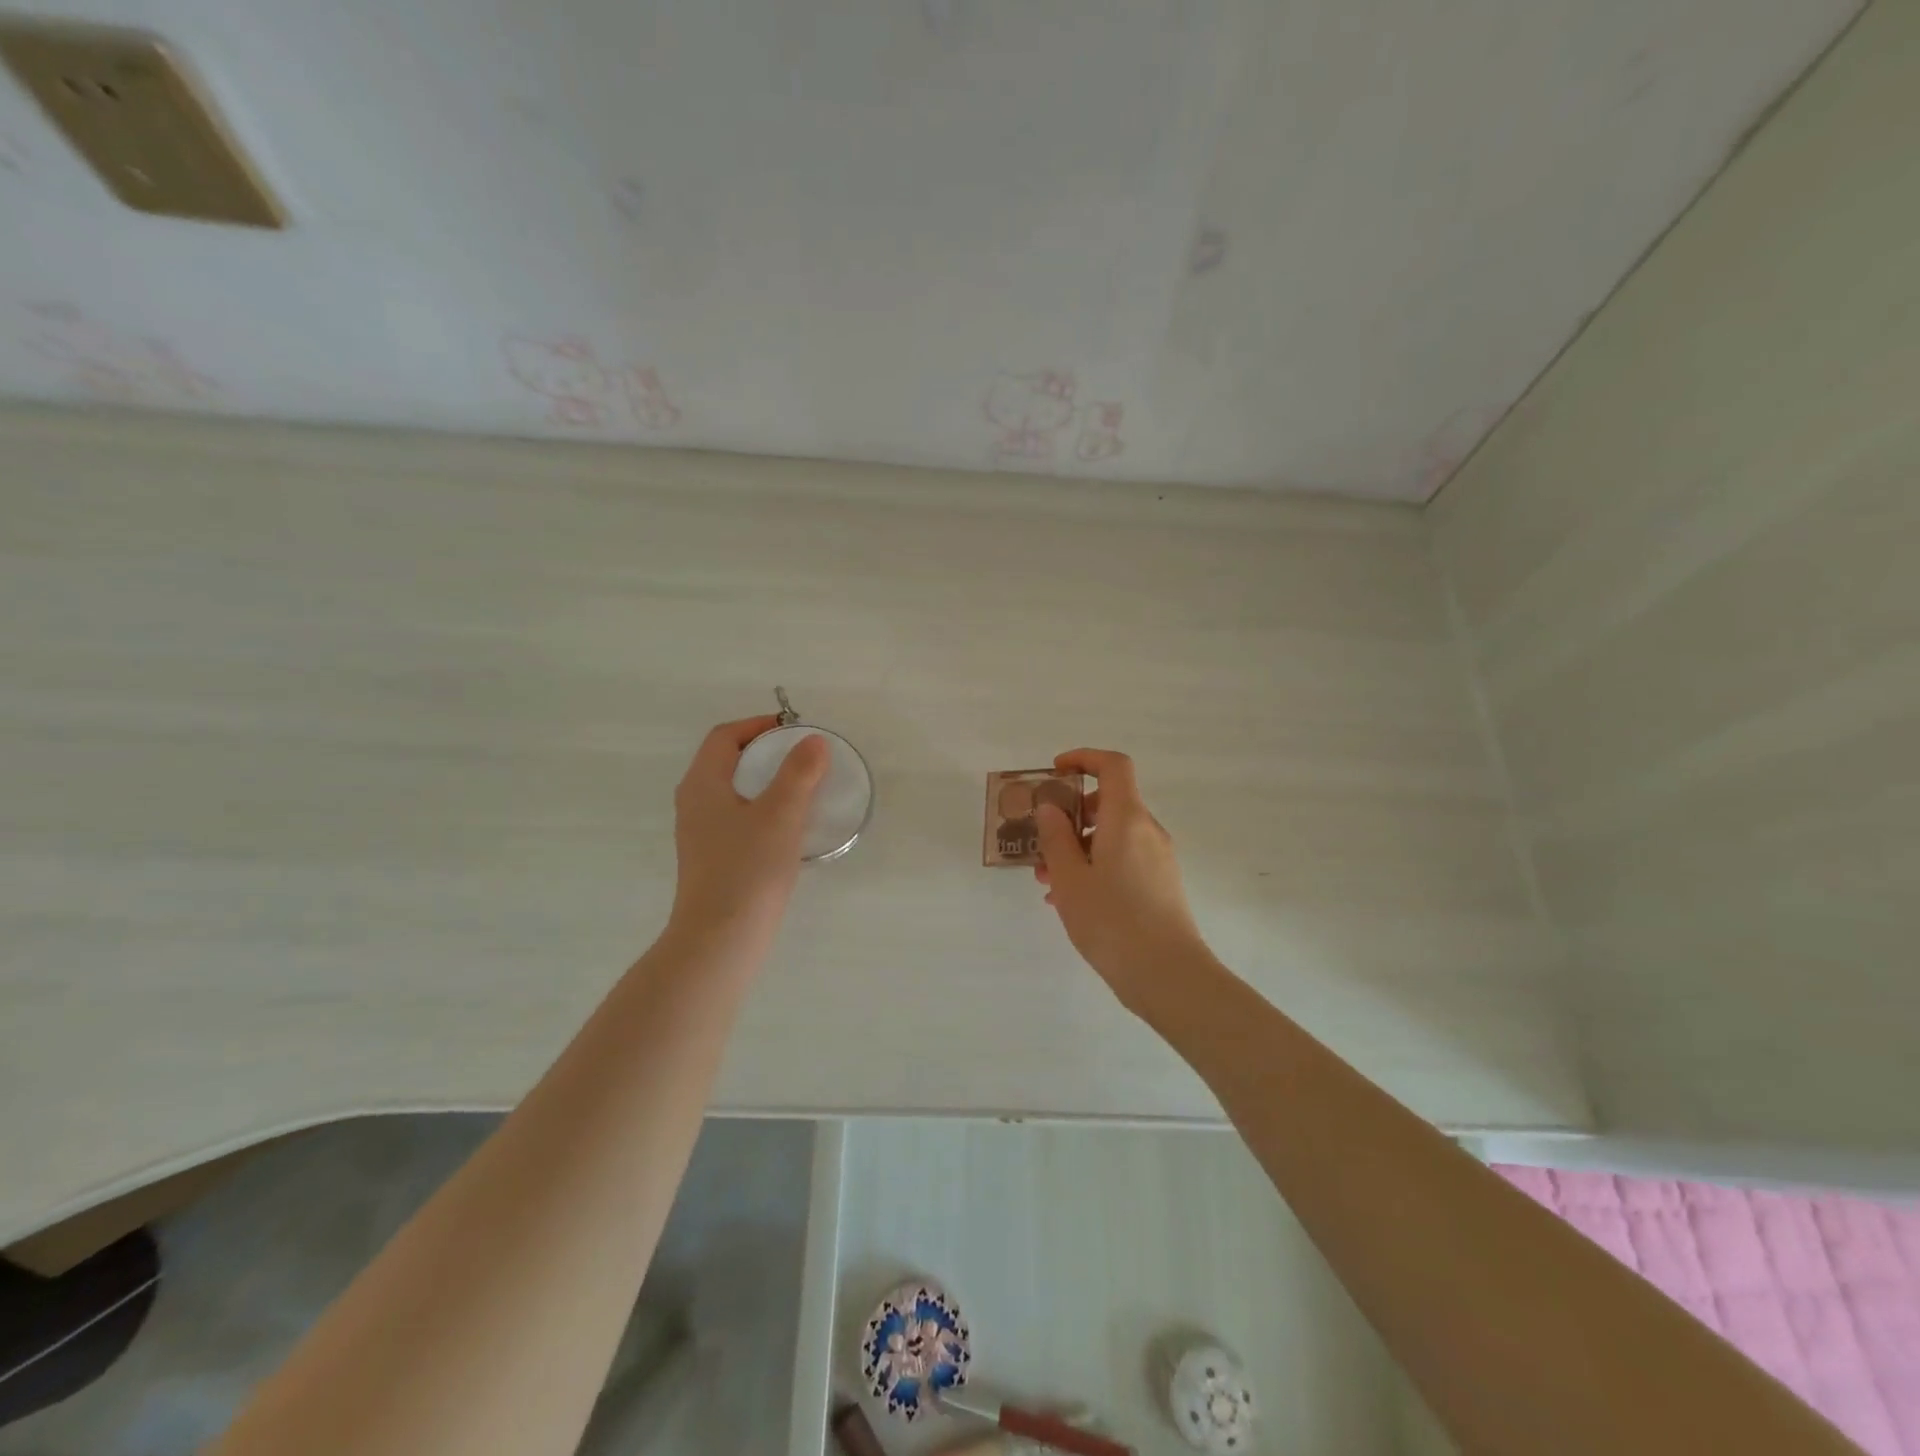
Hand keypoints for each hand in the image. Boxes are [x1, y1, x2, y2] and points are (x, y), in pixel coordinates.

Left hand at [668, 716, 827, 944]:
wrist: (720, 939)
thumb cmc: (748, 868)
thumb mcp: (780, 814)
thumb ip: (799, 772)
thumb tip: (813, 742)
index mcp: (702, 784)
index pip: (725, 737)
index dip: (758, 726)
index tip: (794, 731)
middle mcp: (694, 804)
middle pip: (728, 762)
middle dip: (767, 753)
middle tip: (804, 758)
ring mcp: (701, 834)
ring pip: (735, 793)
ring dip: (767, 784)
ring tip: (803, 790)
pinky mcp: (713, 859)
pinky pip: (739, 819)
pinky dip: (764, 811)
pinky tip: (789, 829)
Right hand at [1034, 748, 1211, 1011]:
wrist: (1167, 975)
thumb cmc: (1112, 920)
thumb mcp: (1070, 878)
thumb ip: (1056, 838)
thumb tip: (1052, 808)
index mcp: (1127, 818)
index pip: (1113, 766)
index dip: (1084, 758)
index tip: (1056, 771)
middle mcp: (1148, 831)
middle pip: (1110, 803)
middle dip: (1071, 815)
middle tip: (1041, 841)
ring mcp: (1158, 859)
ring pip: (1113, 836)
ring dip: (1078, 847)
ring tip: (1047, 881)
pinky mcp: (1161, 885)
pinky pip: (1123, 860)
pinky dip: (1096, 867)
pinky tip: (1071, 901)